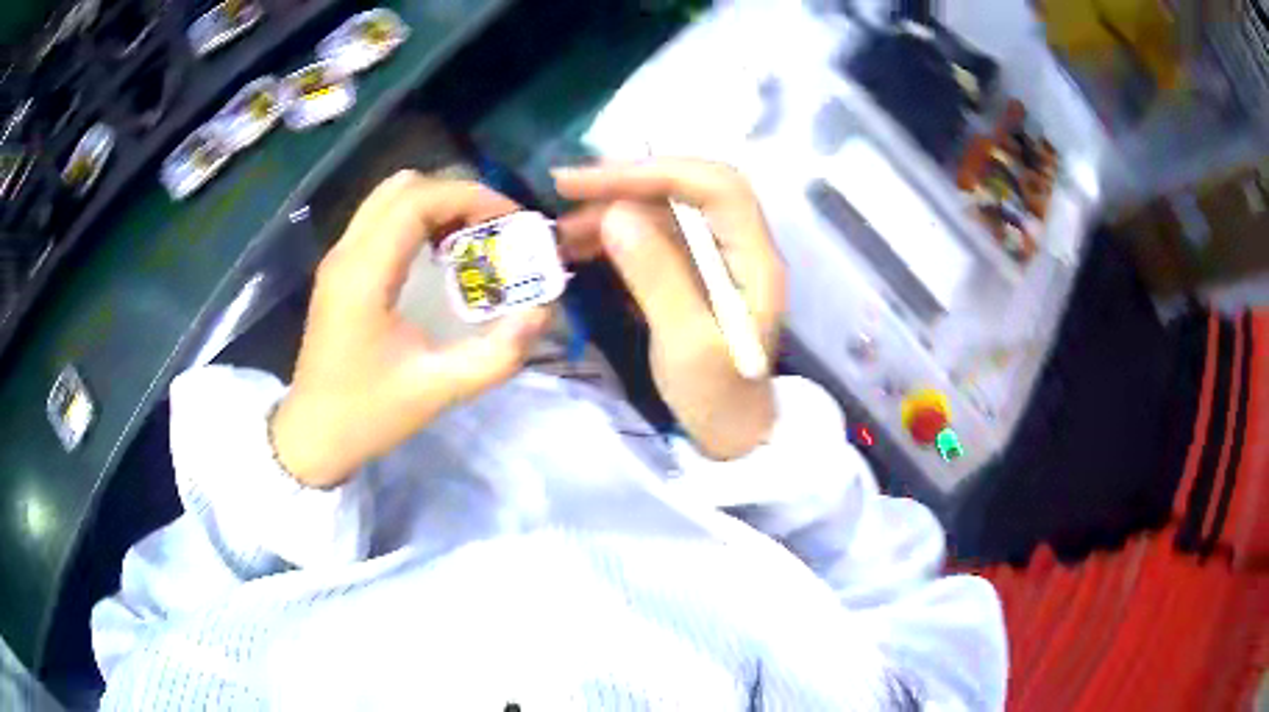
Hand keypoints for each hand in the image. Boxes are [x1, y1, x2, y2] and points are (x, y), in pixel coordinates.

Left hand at [271, 171, 549, 487]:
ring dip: (436, 204)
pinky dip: (417, 220)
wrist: (313, 436)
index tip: (512, 220)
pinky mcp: (339, 270)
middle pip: (404, 186)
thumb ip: (497, 354)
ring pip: (390, 197)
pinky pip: (381, 220)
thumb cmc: (367, 414)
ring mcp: (338, 258)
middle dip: (457, 195)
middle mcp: (346, 252)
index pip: (419, 199)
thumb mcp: (438, 390)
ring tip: (472, 237)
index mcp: (364, 273)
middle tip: (495, 227)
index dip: (472, 197)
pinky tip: (440, 255)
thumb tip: (542, 312)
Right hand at [554, 159, 785, 459]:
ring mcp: (716, 257)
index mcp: (755, 258)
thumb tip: (615, 215)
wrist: (733, 435)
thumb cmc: (719, 398)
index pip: (713, 186)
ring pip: (666, 210)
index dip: (653, 172)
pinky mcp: (693, 271)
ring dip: (613, 210)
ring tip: (561, 232)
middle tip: (566, 191)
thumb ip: (657, 276)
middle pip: (688, 188)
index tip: (589, 182)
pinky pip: (655, 236)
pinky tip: (580, 248)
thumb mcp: (686, 344)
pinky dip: (616, 235)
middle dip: (627, 183)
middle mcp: (740, 245)